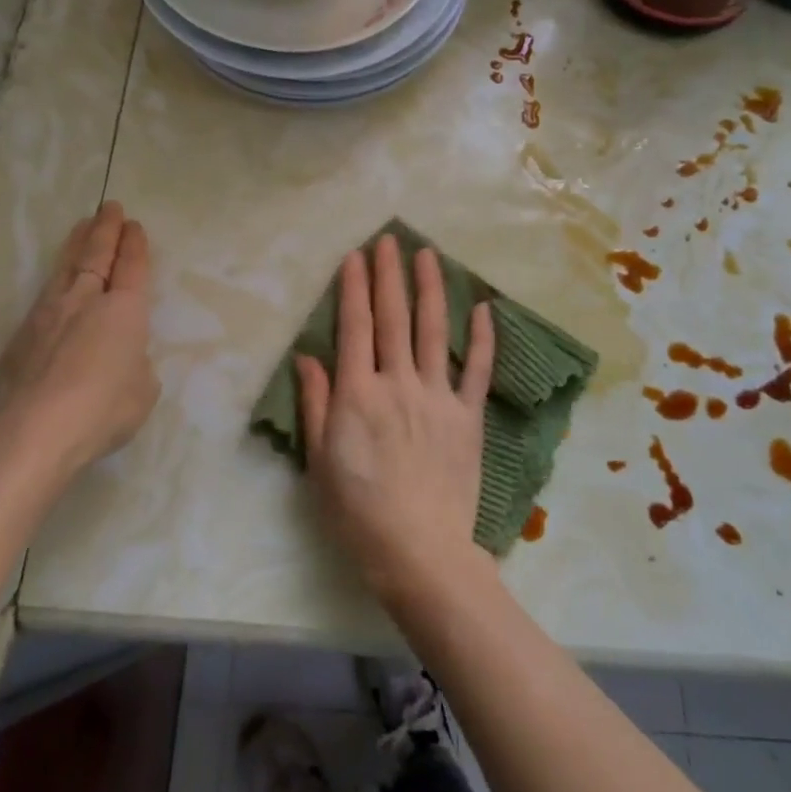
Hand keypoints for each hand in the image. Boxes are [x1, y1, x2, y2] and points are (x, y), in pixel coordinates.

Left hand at [0, 202, 159, 481]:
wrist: (33, 430)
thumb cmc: (103, 409)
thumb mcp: (143, 390)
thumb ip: (136, 365)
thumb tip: (122, 360)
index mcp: (125, 310)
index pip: (132, 267)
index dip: (135, 245)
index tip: (134, 225)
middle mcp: (86, 301)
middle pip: (97, 255)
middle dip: (105, 229)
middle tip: (109, 207)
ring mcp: (48, 315)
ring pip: (65, 268)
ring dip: (76, 244)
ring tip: (81, 227)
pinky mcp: (20, 336)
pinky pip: (43, 299)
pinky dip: (55, 283)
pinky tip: (55, 287)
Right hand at [297, 235, 496, 604]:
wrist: (419, 551)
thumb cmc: (358, 512)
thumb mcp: (320, 461)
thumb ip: (316, 404)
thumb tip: (308, 356)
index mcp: (358, 393)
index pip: (354, 327)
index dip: (354, 288)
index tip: (356, 256)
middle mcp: (398, 383)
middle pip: (393, 318)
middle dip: (389, 275)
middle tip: (390, 240)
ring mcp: (437, 397)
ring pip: (433, 331)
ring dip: (430, 289)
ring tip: (428, 254)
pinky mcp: (468, 416)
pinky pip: (476, 370)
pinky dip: (482, 338)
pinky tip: (483, 308)